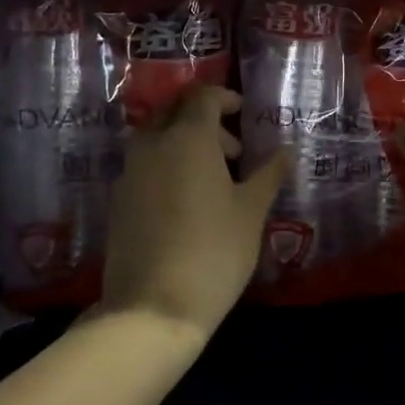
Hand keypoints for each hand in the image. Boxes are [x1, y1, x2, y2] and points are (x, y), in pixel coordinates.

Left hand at [102, 86, 288, 344]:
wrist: (152, 307)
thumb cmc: (214, 252)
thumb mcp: (251, 212)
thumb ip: (268, 175)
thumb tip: (286, 151)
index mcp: (187, 138)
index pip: (202, 97)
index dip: (225, 98)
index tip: (243, 114)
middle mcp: (152, 145)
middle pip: (174, 111)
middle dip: (204, 120)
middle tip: (233, 151)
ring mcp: (130, 172)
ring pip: (156, 137)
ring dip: (184, 143)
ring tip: (214, 180)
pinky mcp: (118, 199)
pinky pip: (144, 164)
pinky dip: (166, 165)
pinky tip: (187, 202)